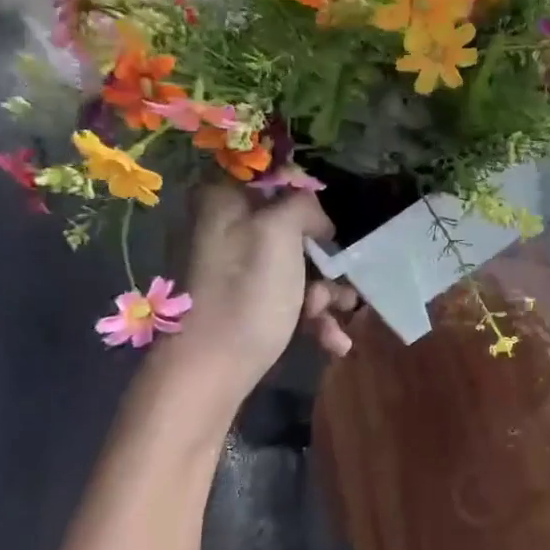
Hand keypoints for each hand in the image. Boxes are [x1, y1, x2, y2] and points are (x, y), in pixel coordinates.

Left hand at [154, 184, 359, 403]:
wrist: (209, 372)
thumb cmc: (246, 293)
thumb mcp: (279, 232)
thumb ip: (301, 204)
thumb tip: (314, 217)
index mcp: (223, 201)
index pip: (273, 178)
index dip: (306, 199)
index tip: (326, 228)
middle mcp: (225, 230)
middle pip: (292, 229)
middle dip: (323, 260)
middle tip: (339, 281)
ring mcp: (234, 270)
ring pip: (296, 268)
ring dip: (325, 294)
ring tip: (337, 317)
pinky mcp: (244, 305)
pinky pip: (288, 298)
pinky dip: (312, 318)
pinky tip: (334, 342)